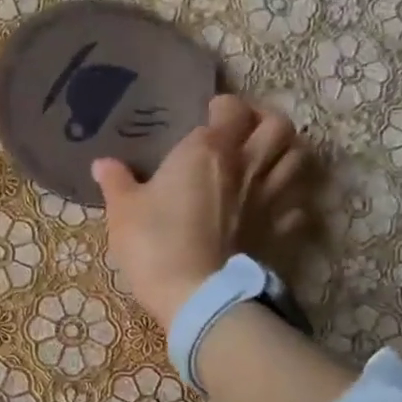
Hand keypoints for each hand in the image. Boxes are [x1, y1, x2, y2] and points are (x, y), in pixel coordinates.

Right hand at [92, 94, 310, 327]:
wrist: (196, 294)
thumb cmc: (154, 244)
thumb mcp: (123, 212)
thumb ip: (116, 183)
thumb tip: (102, 163)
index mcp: (208, 150)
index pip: (230, 110)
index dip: (223, 106)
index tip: (211, 113)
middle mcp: (247, 165)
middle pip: (278, 126)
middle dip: (266, 120)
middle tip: (248, 130)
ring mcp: (270, 198)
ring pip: (298, 158)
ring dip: (287, 153)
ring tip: (269, 160)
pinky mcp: (281, 231)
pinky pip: (300, 205)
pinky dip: (293, 200)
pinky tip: (278, 206)